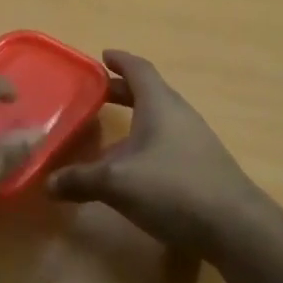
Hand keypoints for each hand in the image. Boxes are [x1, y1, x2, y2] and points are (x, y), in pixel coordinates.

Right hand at [47, 49, 270, 257]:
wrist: (235, 226)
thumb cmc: (173, 188)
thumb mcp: (117, 183)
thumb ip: (80, 180)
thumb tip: (47, 183)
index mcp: (160, 104)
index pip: (139, 69)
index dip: (120, 61)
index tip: (103, 56)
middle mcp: (179, 114)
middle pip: (149, 93)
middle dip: (122, 92)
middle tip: (96, 94)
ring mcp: (195, 140)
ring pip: (159, 119)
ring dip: (135, 119)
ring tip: (109, 132)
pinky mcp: (201, 165)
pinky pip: (167, 141)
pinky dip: (146, 142)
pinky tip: (133, 167)